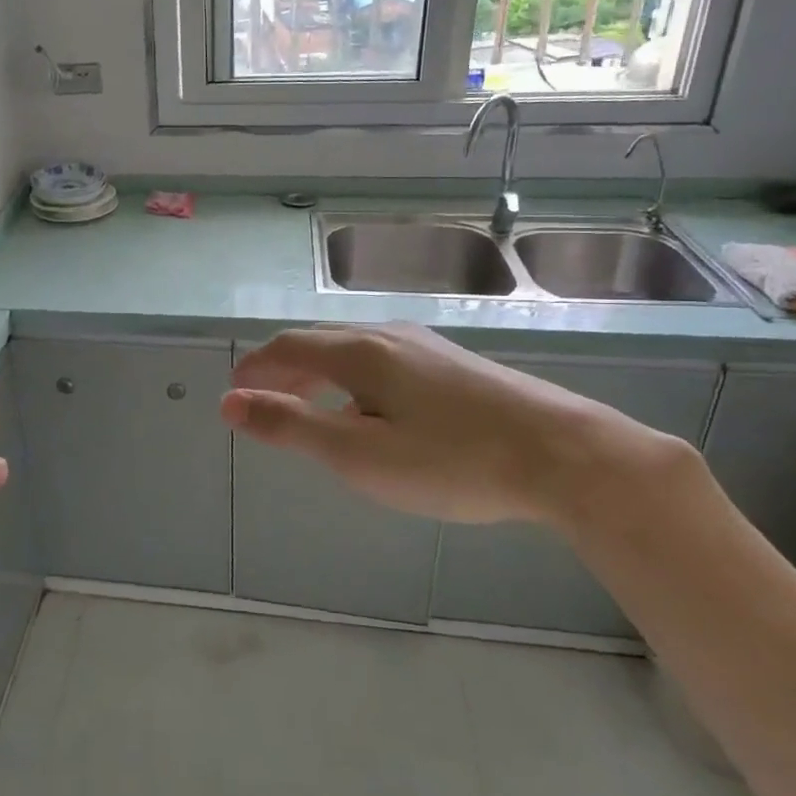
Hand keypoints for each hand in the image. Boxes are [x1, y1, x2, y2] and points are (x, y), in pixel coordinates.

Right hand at [221, 323, 685, 527]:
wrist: (565, 455)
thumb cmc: (451, 460)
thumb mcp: (358, 454)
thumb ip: (291, 426)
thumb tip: (230, 403)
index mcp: (358, 351)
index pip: (287, 346)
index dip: (255, 368)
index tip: (234, 393)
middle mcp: (387, 334)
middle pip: (318, 342)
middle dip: (284, 370)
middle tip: (263, 402)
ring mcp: (425, 345)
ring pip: (353, 349)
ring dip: (318, 373)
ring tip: (309, 407)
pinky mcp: (453, 361)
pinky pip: (383, 359)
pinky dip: (353, 378)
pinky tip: (370, 410)